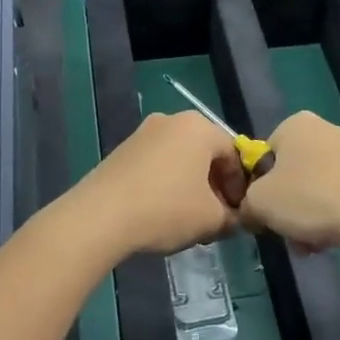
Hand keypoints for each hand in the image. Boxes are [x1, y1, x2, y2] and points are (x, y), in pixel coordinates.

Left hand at [79, 111, 245, 255]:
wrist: (100, 216)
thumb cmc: (166, 209)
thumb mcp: (212, 220)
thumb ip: (233, 218)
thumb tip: (235, 219)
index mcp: (200, 127)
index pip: (234, 154)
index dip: (240, 186)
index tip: (237, 213)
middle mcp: (172, 120)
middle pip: (206, 154)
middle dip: (215, 186)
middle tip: (216, 216)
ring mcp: (143, 132)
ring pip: (180, 159)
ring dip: (191, 186)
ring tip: (189, 218)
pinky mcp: (122, 150)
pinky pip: (157, 164)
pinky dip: (167, 184)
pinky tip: (162, 212)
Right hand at [239, 111, 339, 252]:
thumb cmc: (309, 198)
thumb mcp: (259, 202)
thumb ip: (245, 204)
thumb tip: (250, 212)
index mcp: (295, 124)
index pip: (264, 156)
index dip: (258, 187)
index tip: (262, 211)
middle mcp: (324, 130)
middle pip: (289, 175)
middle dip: (285, 208)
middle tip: (284, 231)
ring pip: (312, 190)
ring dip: (304, 218)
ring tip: (307, 244)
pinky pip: (336, 198)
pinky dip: (328, 218)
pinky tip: (328, 240)